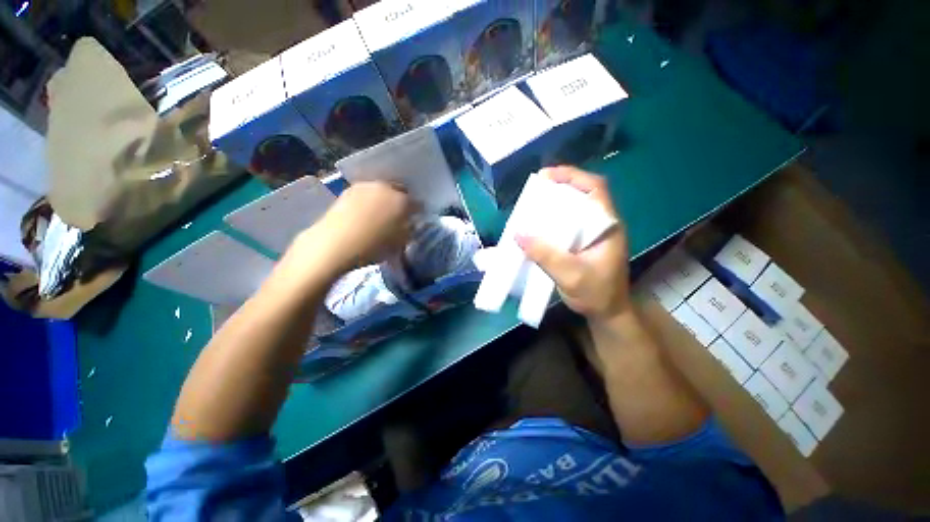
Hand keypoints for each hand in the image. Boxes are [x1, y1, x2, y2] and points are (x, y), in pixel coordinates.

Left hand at [296, 182, 415, 278]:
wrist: (334, 243)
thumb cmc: (371, 247)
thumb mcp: (398, 245)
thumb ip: (406, 232)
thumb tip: (406, 225)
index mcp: (403, 200)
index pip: (416, 204)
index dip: (416, 213)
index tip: (413, 222)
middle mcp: (386, 187)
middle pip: (398, 191)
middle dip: (398, 202)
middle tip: (394, 217)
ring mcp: (365, 186)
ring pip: (379, 190)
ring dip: (380, 199)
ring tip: (375, 215)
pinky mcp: (347, 190)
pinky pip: (363, 194)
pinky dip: (365, 202)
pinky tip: (360, 215)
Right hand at [516, 167, 630, 320]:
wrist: (609, 315)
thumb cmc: (597, 295)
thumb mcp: (571, 276)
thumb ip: (546, 255)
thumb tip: (518, 233)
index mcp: (608, 225)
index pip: (596, 187)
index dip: (573, 176)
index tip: (547, 177)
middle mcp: (605, 223)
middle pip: (585, 192)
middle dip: (560, 186)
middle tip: (536, 190)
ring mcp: (598, 233)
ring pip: (579, 206)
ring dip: (558, 202)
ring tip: (535, 204)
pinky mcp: (590, 242)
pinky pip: (573, 221)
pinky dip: (558, 218)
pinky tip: (541, 225)